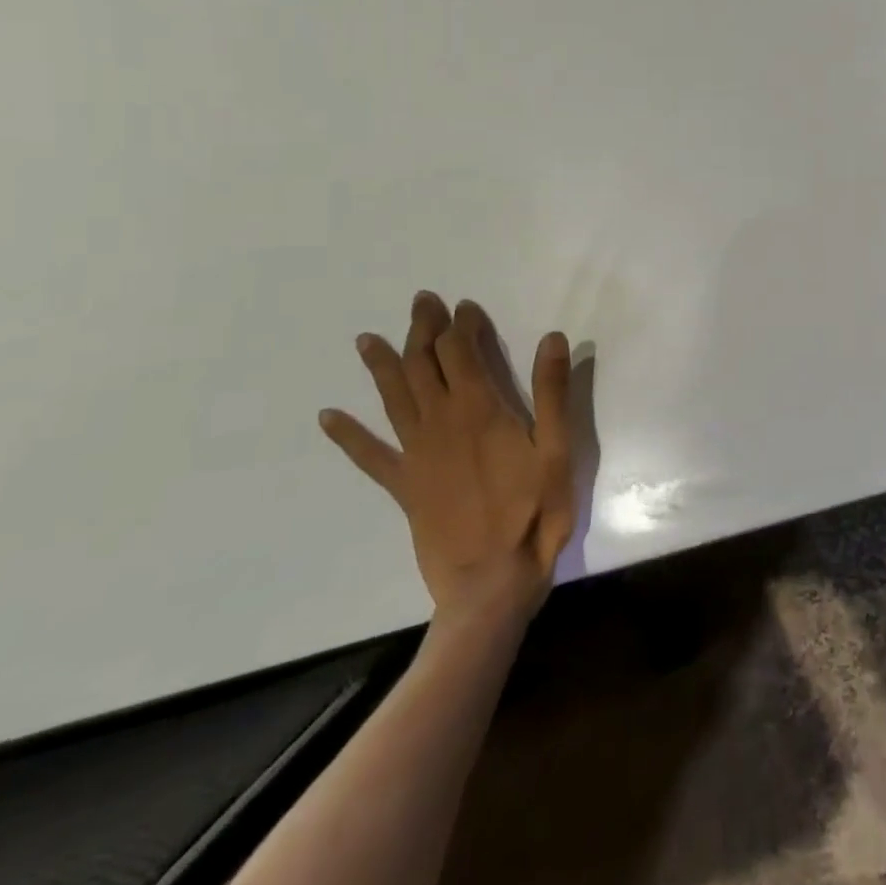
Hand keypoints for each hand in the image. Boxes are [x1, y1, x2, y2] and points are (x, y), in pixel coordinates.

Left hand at [320, 292, 575, 624]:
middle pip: (422, 365)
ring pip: (393, 398)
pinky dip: (348, 435)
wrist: (491, 581)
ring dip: (381, 366)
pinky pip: (369, 456)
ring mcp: (416, 455)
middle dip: (422, 330)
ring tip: (366, 340)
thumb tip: (552, 337)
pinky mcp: (404, 486)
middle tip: (421, 302)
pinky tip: (328, 418)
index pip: (462, 351)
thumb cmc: (534, 512)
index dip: (462, 324)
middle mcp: (440, 423)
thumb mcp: (557, 449)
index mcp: (479, 409)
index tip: (466, 305)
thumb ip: (552, 392)